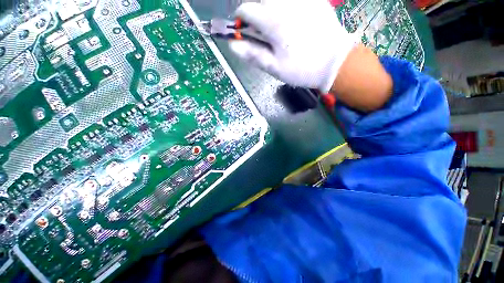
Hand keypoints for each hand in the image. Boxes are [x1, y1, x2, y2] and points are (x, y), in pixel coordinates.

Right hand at [229, 0, 355, 92]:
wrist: (335, 63)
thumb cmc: (302, 69)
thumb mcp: (275, 67)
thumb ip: (253, 54)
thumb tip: (233, 46)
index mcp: (273, 21)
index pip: (245, 10)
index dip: (241, 21)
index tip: (244, 32)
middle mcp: (285, 2)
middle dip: (254, 10)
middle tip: (260, 28)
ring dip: (268, 6)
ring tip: (274, 25)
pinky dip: (283, 5)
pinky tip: (290, 18)